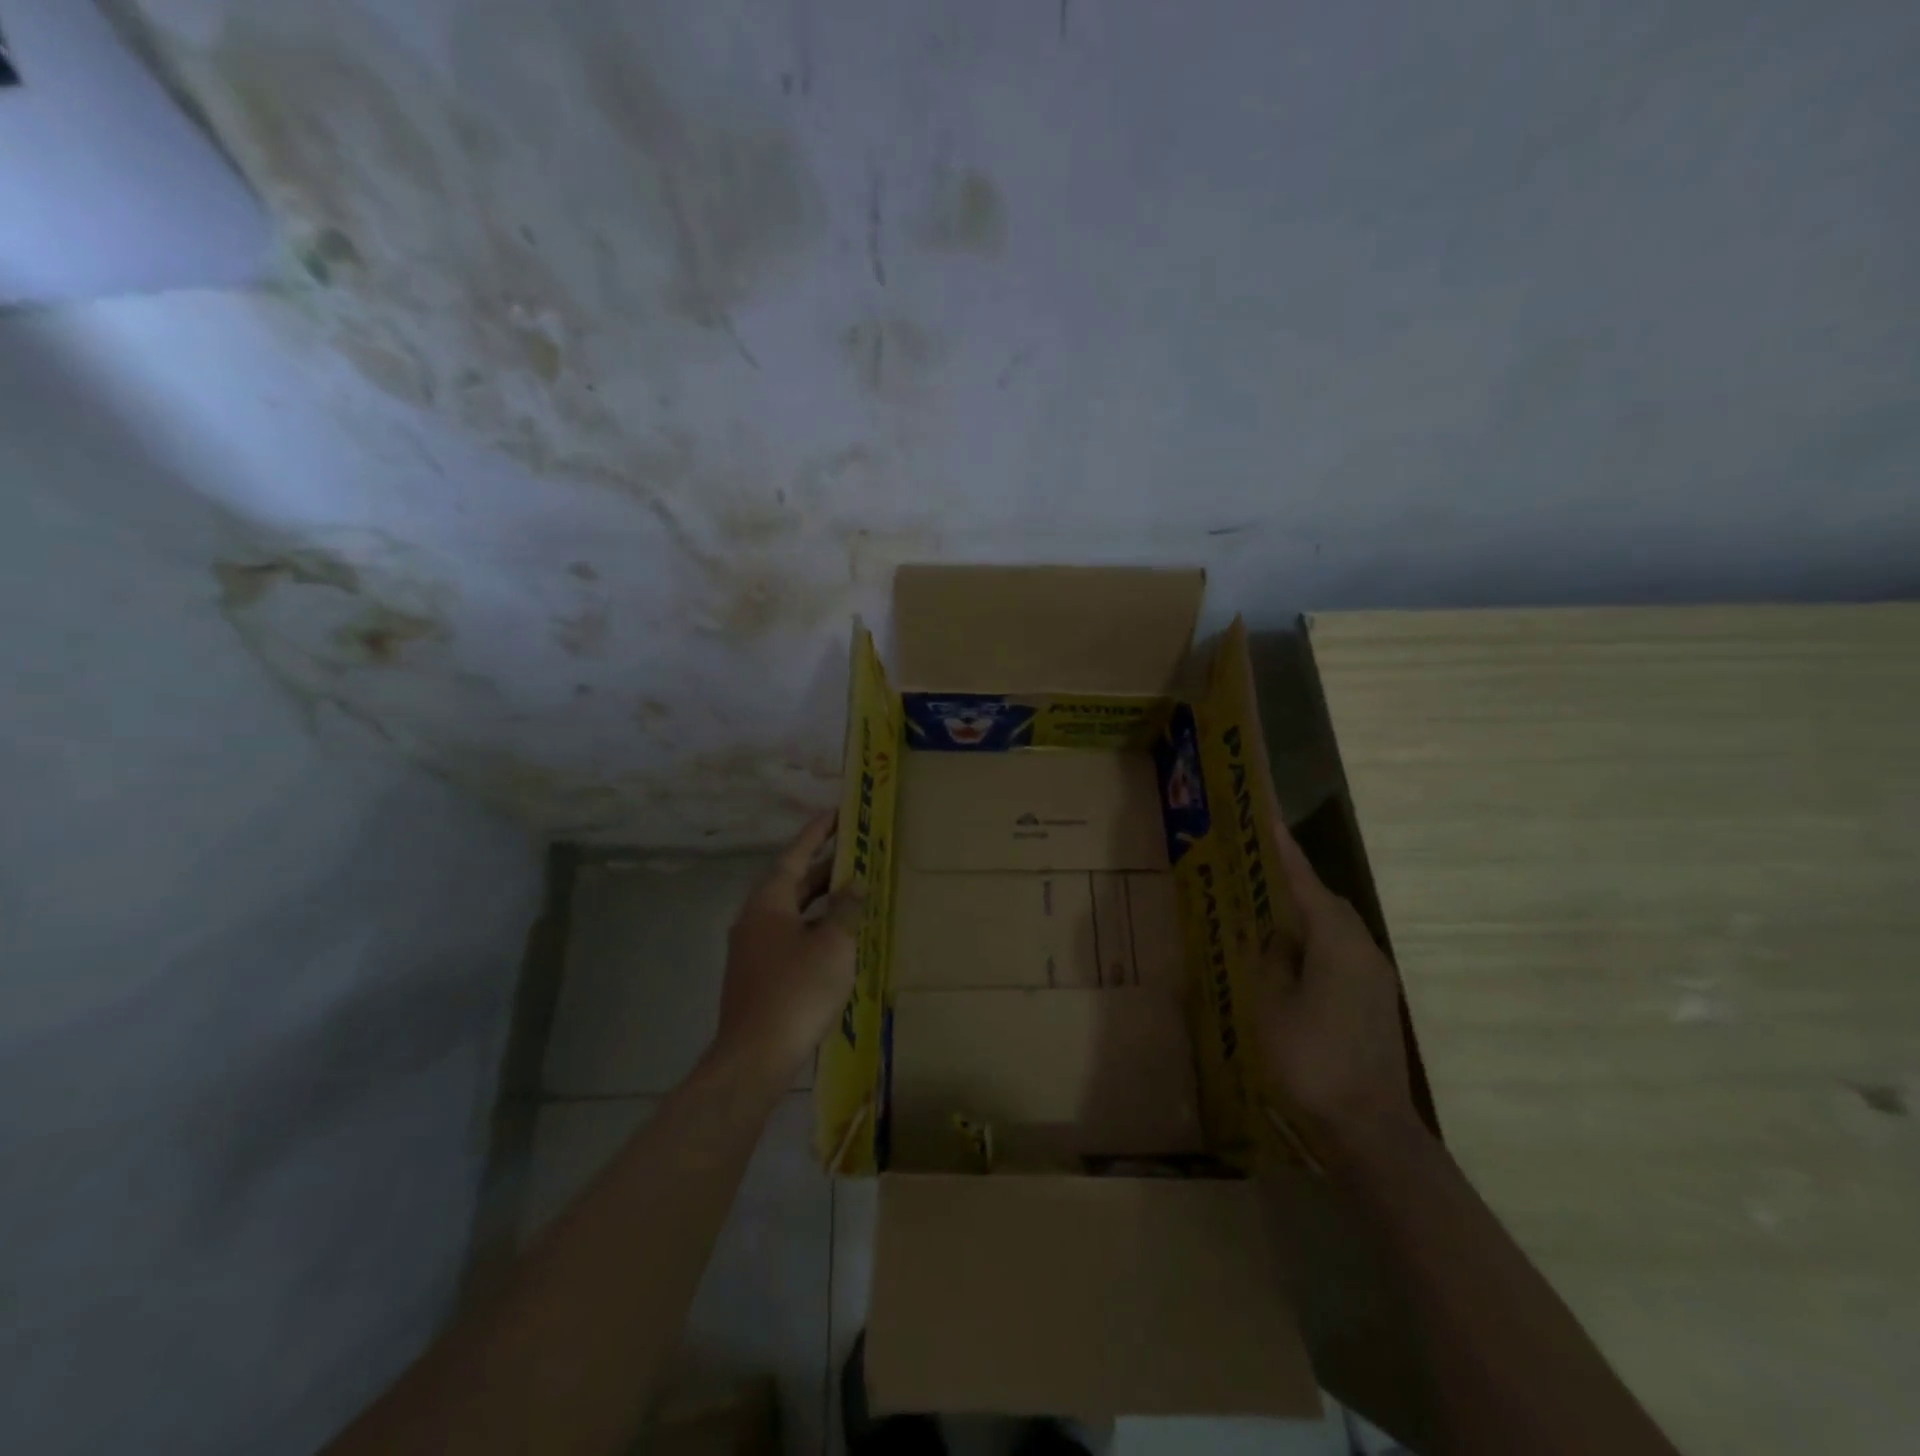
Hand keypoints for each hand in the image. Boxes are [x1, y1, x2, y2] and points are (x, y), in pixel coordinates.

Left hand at [711, 813, 861, 1090]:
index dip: (816, 833)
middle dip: (823, 868)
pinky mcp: (757, 976)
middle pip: (792, 883)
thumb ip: (846, 909)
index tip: (836, 813)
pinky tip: (837, 940)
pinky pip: (789, 937)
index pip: (794, 855)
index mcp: (768, 903)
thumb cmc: (797, 991)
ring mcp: (752, 950)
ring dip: (820, 901)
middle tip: (854, 853)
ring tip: (853, 893)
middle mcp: (754, 919)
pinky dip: (814, 928)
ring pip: (791, 913)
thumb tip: (855, 884)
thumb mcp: (833, 945)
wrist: (754, 1057)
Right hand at [1256, 817, 1420, 1161]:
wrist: (1368, 1129)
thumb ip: (1272, 962)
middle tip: (1258, 869)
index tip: (1267, 819)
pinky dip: (1315, 942)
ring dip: (1305, 915)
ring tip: (1268, 911)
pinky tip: (1291, 958)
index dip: (1285, 853)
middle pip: (1326, 903)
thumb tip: (1278, 939)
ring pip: (1336, 929)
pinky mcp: (1375, 1001)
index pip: (1306, 885)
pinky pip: (1341, 952)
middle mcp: (1363, 952)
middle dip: (1294, 883)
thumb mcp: (1271, 1006)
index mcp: (1337, 945)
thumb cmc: (1310, 1061)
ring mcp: (1375, 978)